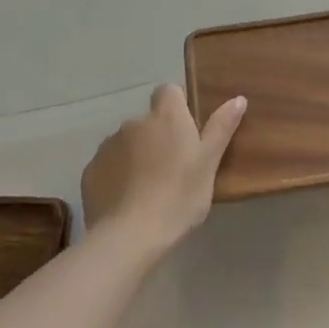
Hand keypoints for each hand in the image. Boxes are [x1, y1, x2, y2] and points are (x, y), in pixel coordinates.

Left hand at [81, 85, 246, 257]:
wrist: (129, 236)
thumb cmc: (179, 196)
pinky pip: (108, 165)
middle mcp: (134, 123)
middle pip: (149, 121)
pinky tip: (127, 201)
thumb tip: (238, 98)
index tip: (187, 131)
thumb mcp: (209, 163)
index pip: (168, 91)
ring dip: (137, 156)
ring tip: (149, 189)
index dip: (177, 106)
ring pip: (127, 143)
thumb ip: (221, 128)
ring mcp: (108, 146)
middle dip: (158, 136)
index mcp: (166, 117)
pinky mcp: (90, 171)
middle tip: (173, 168)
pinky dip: (117, 176)